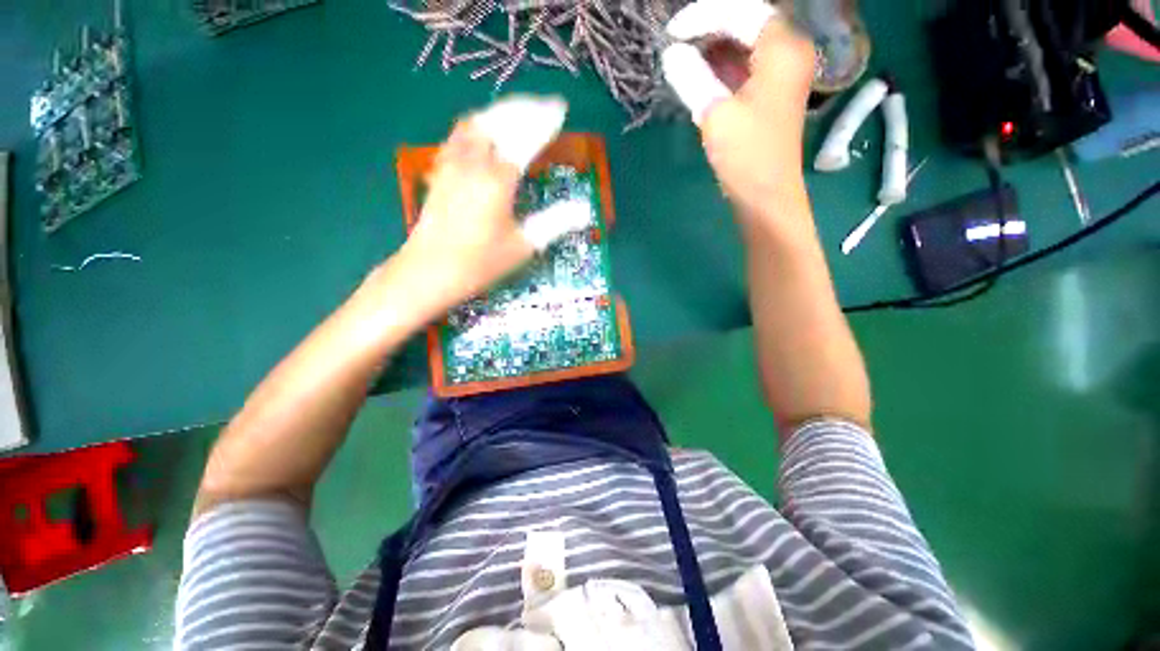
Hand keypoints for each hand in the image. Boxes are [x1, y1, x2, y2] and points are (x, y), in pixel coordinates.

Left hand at [381, 95, 570, 323]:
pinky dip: (479, 124)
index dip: (545, 122)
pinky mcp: (440, 171)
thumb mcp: (523, 247)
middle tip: (545, 106)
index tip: (561, 110)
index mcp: (498, 180)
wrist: (429, 271)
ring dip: (501, 112)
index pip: (525, 138)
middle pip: (500, 121)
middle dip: (525, 108)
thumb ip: (554, 223)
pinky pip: (459, 134)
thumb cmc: (480, 263)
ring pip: (477, 123)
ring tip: (520, 112)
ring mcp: (452, 163)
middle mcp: (474, 162)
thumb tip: (584, 210)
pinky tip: (485, 131)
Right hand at [663, 0, 816, 223]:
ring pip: (744, 45)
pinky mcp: (770, 93)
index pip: (742, 12)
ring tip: (681, 58)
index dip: (703, 17)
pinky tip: (698, 75)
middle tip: (674, 45)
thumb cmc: (746, 156)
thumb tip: (672, 54)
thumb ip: (693, 78)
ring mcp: (781, 73)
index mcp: (783, 48)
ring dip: (712, 49)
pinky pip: (745, 66)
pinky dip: (721, 68)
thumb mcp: (715, 115)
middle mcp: (788, 51)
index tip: (671, 34)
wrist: (766, 197)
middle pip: (746, 23)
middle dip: (708, 29)